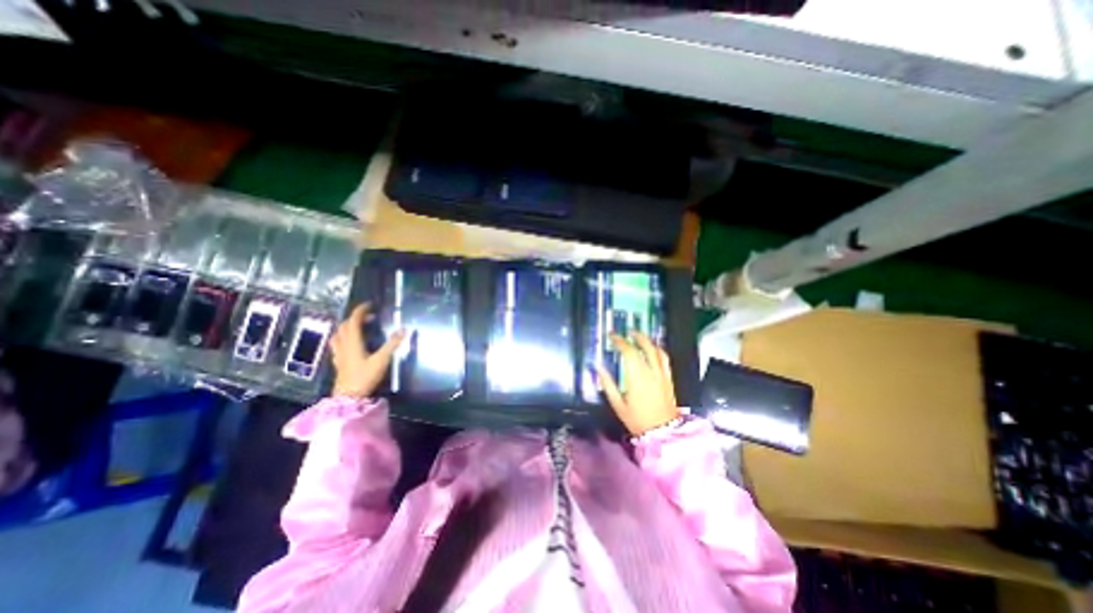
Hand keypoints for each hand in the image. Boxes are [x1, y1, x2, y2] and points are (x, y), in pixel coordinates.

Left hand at [331, 305, 406, 400]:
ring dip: (348, 327)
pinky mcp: (338, 361)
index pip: (354, 320)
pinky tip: (350, 343)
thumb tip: (404, 329)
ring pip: (339, 334)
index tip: (370, 305)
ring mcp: (339, 353)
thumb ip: (392, 344)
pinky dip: (344, 338)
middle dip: (356, 318)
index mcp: (353, 342)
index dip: (361, 311)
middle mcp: (343, 345)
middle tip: (370, 317)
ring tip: (359, 327)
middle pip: (345, 325)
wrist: (349, 396)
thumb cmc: (365, 376)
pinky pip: (337, 344)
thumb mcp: (382, 360)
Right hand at [595, 332, 679, 437]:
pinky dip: (658, 349)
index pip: (629, 352)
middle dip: (635, 336)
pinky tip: (653, 348)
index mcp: (637, 377)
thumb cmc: (637, 420)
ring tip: (639, 335)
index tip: (612, 336)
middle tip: (627, 331)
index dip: (620, 341)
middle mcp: (651, 372)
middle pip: (644, 347)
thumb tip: (598, 367)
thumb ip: (607, 384)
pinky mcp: (669, 378)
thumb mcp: (618, 404)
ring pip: (656, 350)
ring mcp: (662, 374)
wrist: (663, 432)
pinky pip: (665, 359)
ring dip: (647, 340)